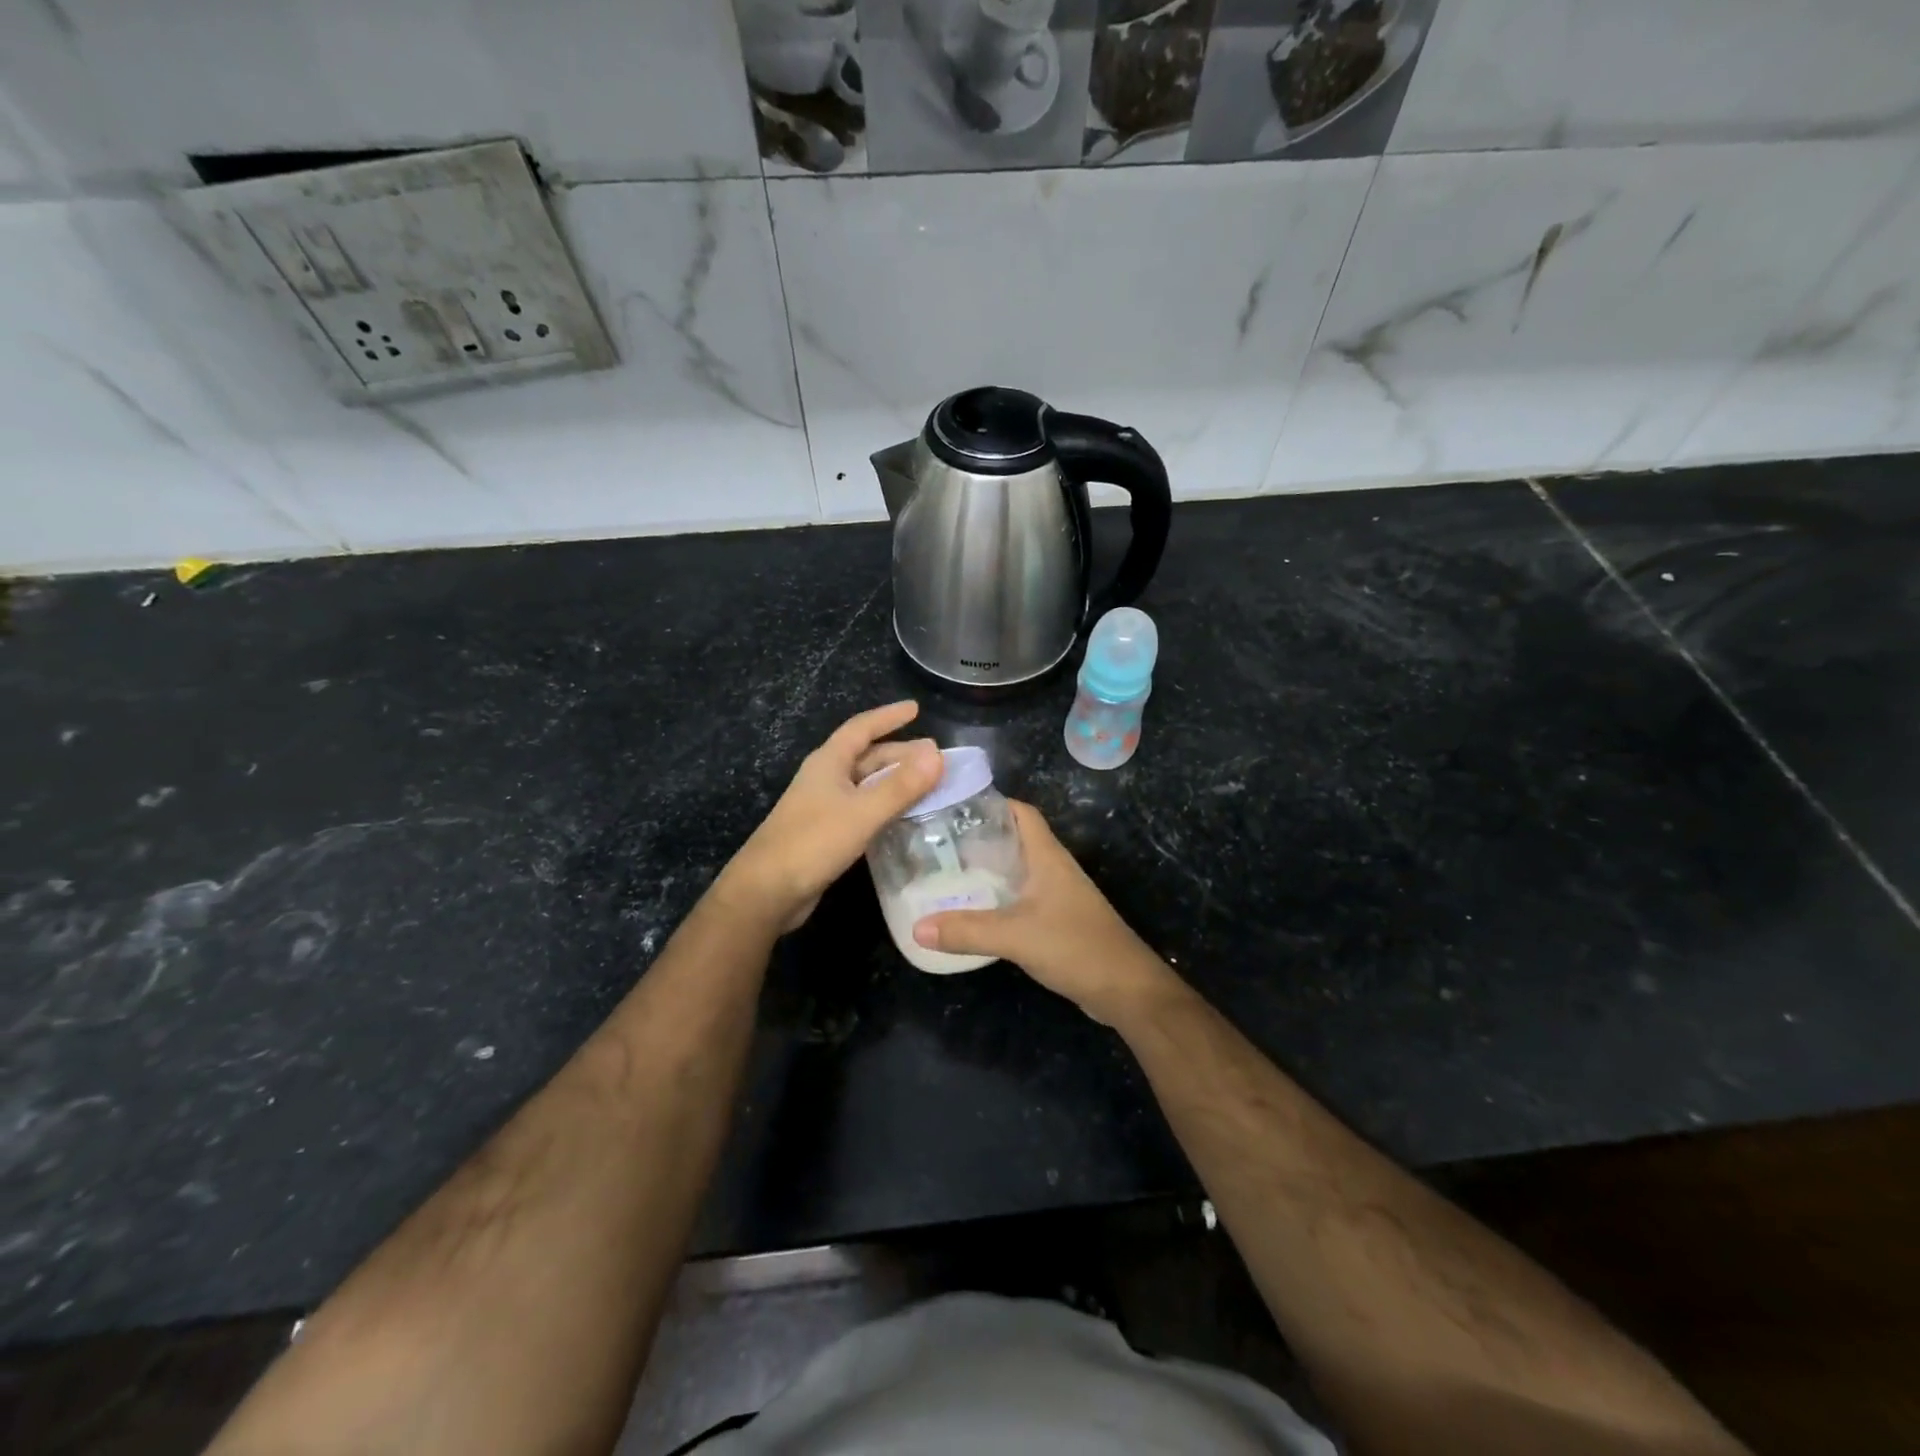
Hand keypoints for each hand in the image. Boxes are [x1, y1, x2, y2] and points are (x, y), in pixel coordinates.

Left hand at [718, 701, 943, 932]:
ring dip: (895, 781)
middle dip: (900, 753)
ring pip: (866, 784)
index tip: (915, 708)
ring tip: (927, 783)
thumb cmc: (813, 842)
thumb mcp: (862, 811)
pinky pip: (863, 809)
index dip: (888, 717)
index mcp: (828, 763)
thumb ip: (901, 785)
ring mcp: (824, 806)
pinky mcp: (827, 833)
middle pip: (867, 757)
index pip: (861, 728)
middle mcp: (826, 779)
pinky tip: (904, 816)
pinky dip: (886, 806)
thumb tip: (937, 754)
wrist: (767, 891)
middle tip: (934, 756)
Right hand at [912, 801, 1180, 1024]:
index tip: (954, 806)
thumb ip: (967, 931)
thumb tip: (917, 928)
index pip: (1021, 813)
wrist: (1124, 988)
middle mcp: (1053, 869)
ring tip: (947, 873)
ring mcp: (1057, 895)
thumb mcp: (1015, 936)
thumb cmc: (1075, 946)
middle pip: (1014, 839)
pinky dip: (997, 898)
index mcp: (1047, 857)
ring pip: (1017, 870)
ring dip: (987, 869)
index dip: (992, 803)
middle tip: (938, 843)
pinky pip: (1021, 898)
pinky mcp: (1057, 921)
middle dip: (979, 837)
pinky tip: (973, 910)